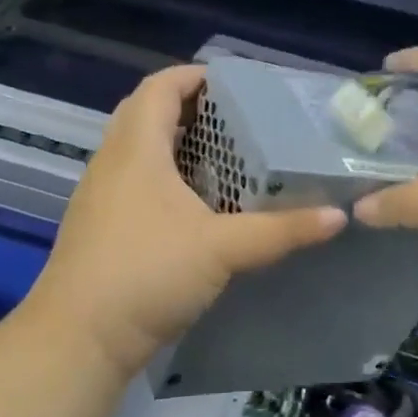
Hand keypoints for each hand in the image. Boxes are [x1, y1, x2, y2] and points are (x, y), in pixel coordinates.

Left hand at [28, 65, 344, 376]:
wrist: (78, 340)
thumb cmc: (147, 273)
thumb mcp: (222, 249)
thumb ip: (281, 230)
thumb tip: (338, 216)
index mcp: (136, 148)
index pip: (160, 86)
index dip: (195, 76)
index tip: (236, 85)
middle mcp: (112, 161)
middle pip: (147, 113)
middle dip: (191, 108)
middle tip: (238, 121)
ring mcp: (100, 195)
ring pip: (139, 149)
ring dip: (178, 144)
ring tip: (226, 157)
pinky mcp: (99, 225)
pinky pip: (134, 180)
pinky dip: (166, 176)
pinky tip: (197, 205)